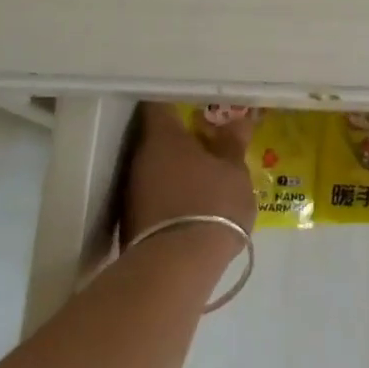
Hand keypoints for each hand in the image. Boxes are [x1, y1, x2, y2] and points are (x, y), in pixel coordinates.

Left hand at [122, 102, 258, 245]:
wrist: (178, 267)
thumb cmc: (212, 205)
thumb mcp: (235, 172)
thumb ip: (233, 144)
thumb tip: (237, 121)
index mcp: (163, 137)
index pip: (161, 103)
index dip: (178, 100)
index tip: (198, 103)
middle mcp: (140, 158)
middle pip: (158, 137)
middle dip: (182, 138)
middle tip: (210, 141)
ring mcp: (131, 191)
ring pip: (156, 167)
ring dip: (177, 168)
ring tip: (206, 175)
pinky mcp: (131, 221)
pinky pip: (155, 194)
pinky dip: (172, 193)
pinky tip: (194, 203)